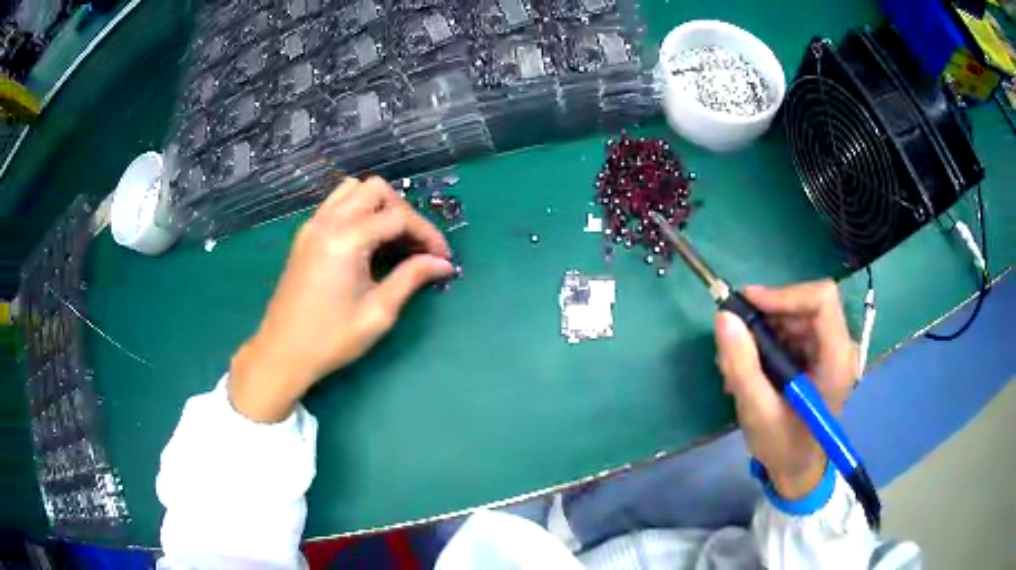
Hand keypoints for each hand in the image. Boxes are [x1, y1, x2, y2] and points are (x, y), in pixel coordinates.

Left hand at [229, 177, 454, 421]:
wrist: (282, 352)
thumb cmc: (330, 339)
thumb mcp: (377, 313)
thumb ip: (410, 279)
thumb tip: (442, 263)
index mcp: (346, 240)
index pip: (398, 217)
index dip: (427, 233)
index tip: (442, 258)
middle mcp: (328, 222)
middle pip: (376, 190)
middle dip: (404, 212)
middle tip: (417, 246)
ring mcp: (313, 225)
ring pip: (353, 189)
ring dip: (379, 205)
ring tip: (392, 238)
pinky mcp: (305, 235)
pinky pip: (336, 203)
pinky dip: (357, 210)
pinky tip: (366, 239)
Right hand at [714, 280, 855, 498]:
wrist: (797, 470)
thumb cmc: (782, 446)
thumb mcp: (757, 410)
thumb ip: (741, 364)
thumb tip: (723, 317)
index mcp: (836, 360)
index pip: (822, 301)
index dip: (785, 294)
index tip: (748, 304)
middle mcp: (840, 348)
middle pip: (807, 304)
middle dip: (768, 314)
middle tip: (734, 336)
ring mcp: (831, 351)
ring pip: (798, 315)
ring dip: (765, 329)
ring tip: (737, 360)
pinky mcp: (820, 357)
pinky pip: (795, 330)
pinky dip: (769, 340)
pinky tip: (750, 365)